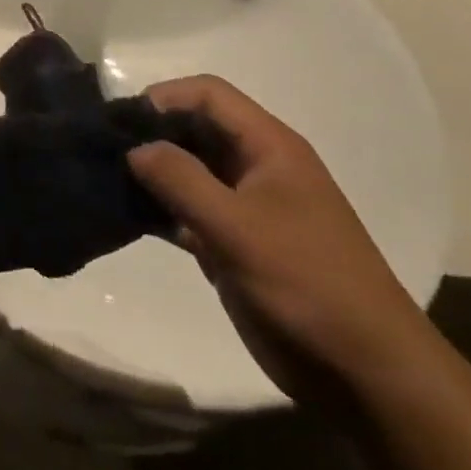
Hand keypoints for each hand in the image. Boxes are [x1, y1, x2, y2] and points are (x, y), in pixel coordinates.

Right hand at [128, 76, 437, 405]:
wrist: (366, 375)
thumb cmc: (307, 285)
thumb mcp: (238, 228)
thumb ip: (181, 180)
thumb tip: (134, 148)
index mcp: (269, 147)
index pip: (209, 95)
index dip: (164, 97)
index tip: (121, 122)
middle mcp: (257, 167)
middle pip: (196, 127)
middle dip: (151, 134)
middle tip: (104, 151)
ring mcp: (246, 207)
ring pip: (189, 170)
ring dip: (151, 172)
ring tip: (105, 181)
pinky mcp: (235, 243)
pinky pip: (189, 210)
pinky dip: (159, 209)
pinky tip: (127, 217)